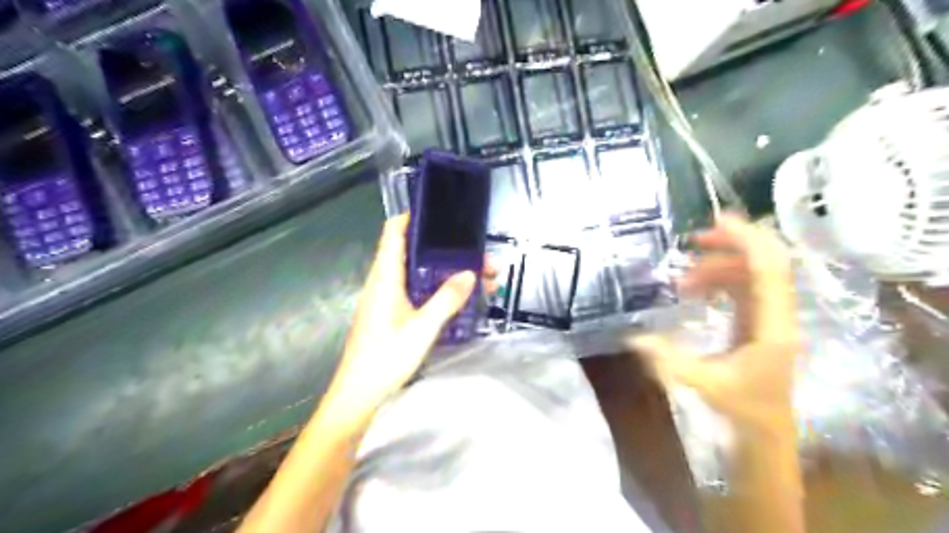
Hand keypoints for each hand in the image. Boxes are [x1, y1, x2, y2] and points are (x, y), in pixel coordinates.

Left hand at [324, 215, 491, 422]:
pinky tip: (460, 296)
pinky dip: (439, 286)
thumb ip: (446, 299)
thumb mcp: (422, 328)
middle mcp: (384, 281)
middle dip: (448, 249)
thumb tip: (470, 273)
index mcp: (385, 276)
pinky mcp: (392, 312)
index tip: (442, 212)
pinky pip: (418, 289)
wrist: (359, 393)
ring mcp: (388, 297)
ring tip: (480, 276)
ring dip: (447, 269)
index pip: (394, 231)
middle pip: (415, 251)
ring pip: (420, 271)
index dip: (413, 216)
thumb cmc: (385, 358)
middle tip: (479, 255)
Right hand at [628, 215, 798, 431]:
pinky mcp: (758, 322)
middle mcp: (777, 315)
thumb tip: (632, 337)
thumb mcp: (702, 385)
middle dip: (732, 243)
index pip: (769, 270)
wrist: (766, 434)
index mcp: (772, 327)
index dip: (745, 240)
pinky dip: (718, 280)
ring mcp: (769, 317)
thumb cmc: (741, 411)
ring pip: (752, 273)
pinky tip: (693, 289)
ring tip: (682, 277)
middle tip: (692, 240)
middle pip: (767, 262)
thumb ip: (667, 360)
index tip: (713, 222)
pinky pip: (742, 287)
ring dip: (718, 264)